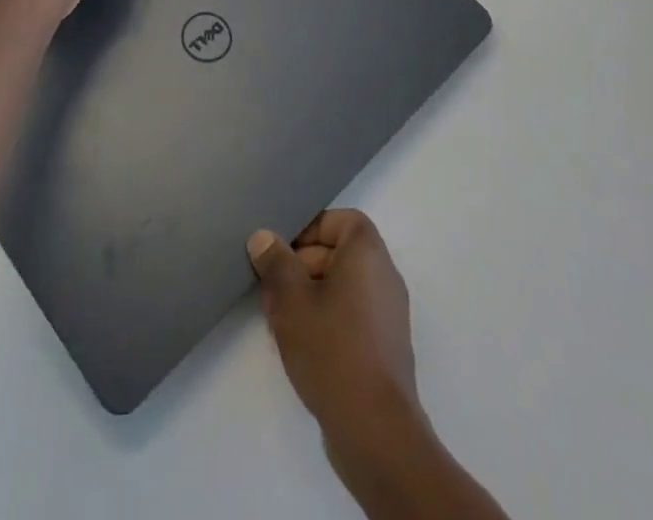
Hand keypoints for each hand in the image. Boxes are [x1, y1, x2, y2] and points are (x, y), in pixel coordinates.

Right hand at [248, 210, 421, 442]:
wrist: (375, 431)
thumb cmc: (332, 350)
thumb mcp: (291, 300)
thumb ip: (276, 263)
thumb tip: (264, 238)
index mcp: (368, 254)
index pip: (342, 220)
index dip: (311, 228)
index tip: (282, 250)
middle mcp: (384, 277)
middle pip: (339, 253)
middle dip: (301, 264)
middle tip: (271, 287)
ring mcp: (388, 315)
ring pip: (342, 287)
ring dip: (309, 295)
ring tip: (279, 318)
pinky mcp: (384, 348)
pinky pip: (351, 316)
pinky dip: (326, 319)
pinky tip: (300, 345)